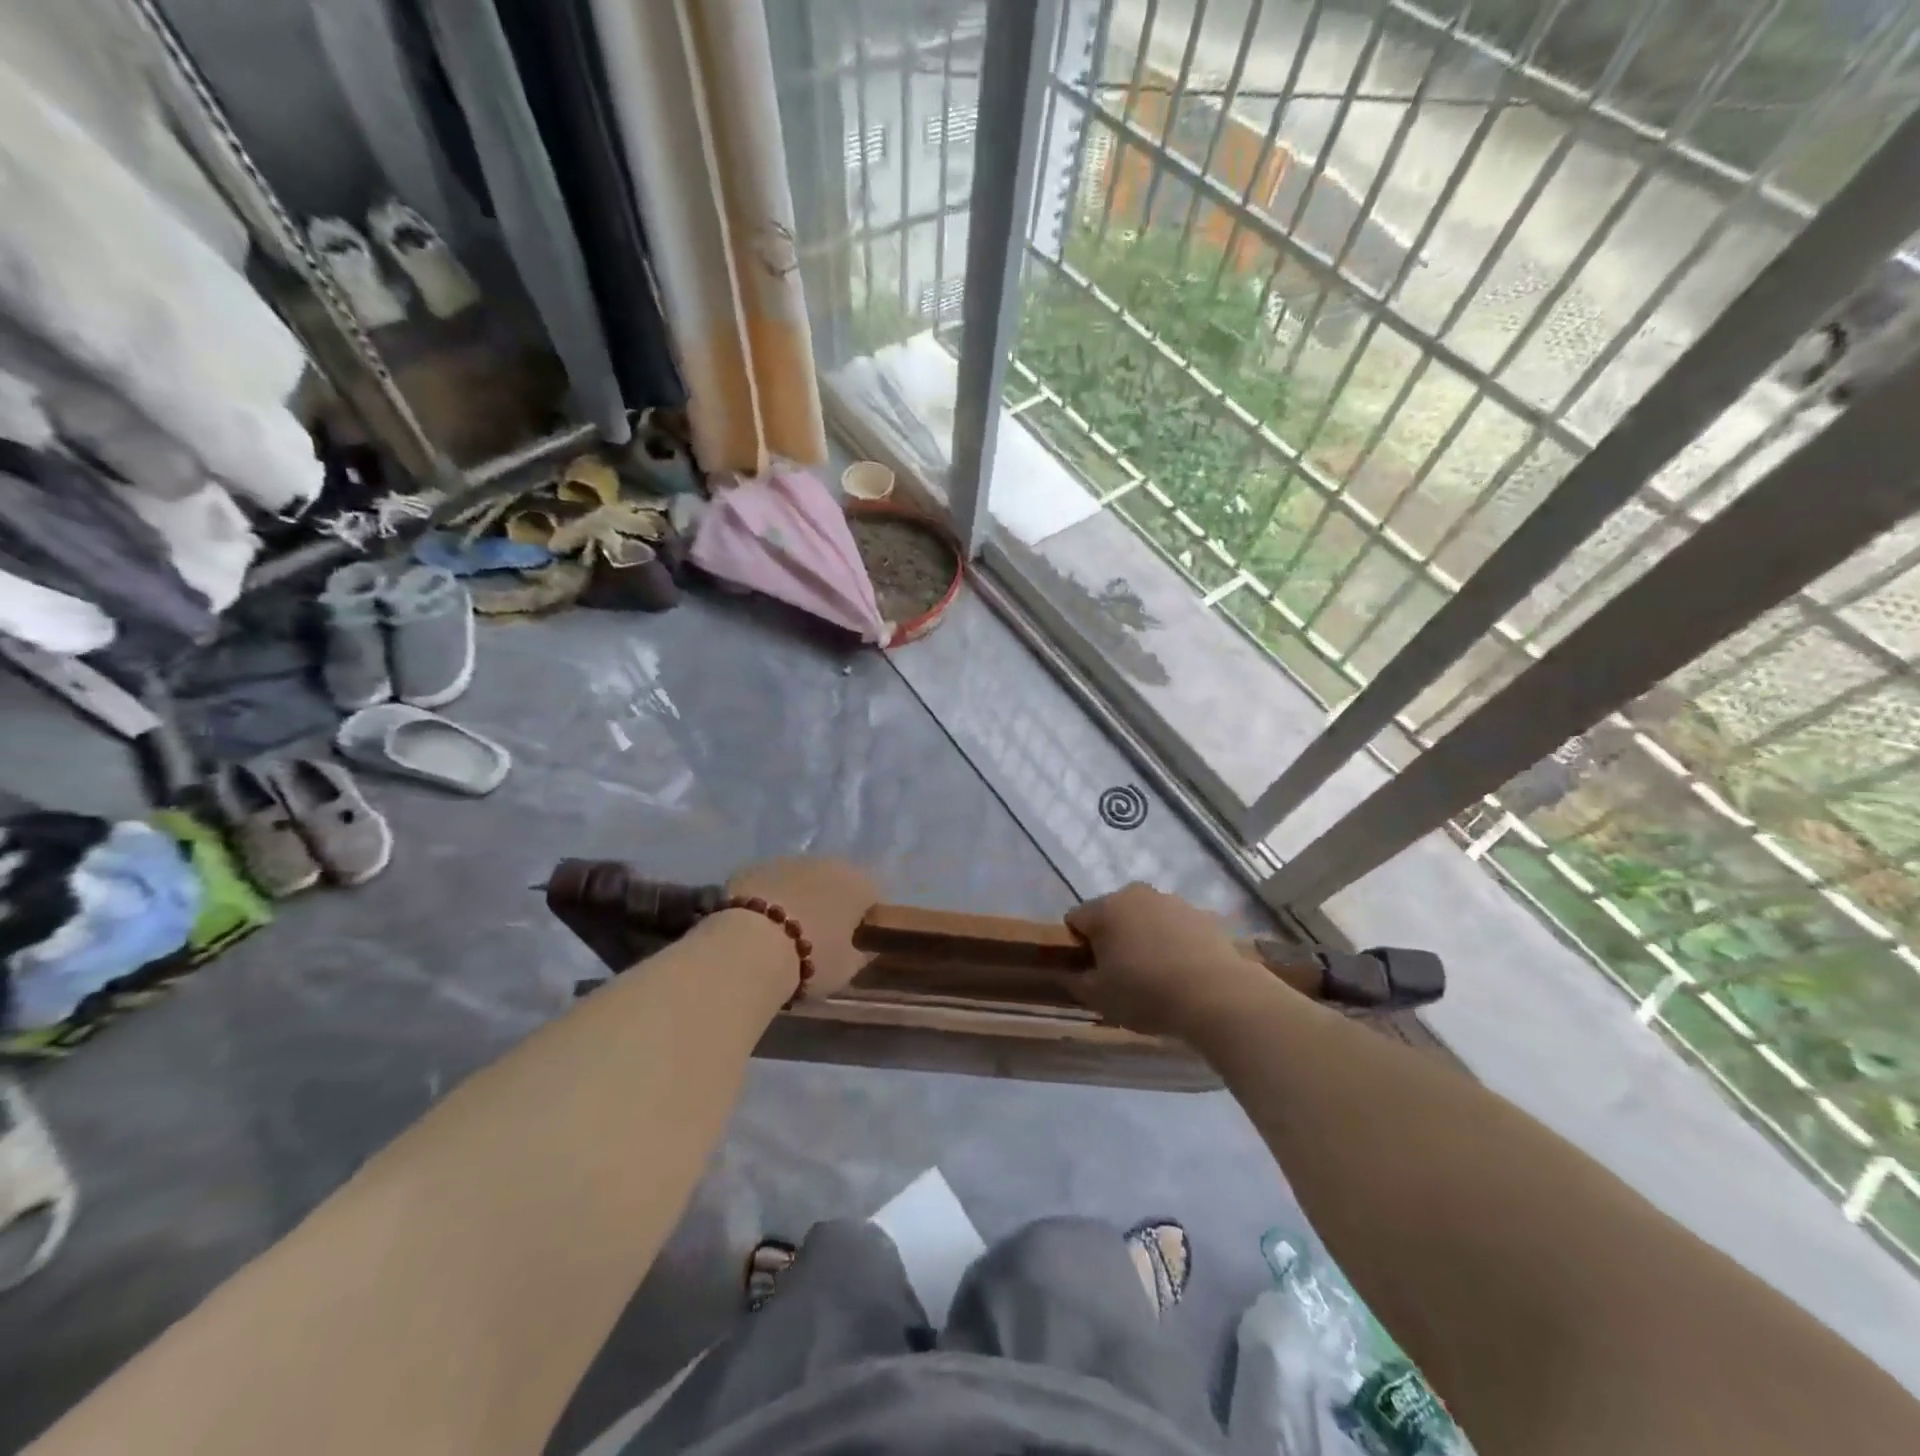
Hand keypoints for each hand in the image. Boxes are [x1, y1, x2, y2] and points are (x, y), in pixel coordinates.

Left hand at [726, 856, 877, 997]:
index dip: (864, 918)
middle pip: (836, 881)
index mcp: (857, 884)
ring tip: (781, 931)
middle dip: (830, 902)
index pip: (872, 895)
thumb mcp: (847, 968)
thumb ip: (862, 953)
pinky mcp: (754, 866)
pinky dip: (766, 896)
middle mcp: (827, 863)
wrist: (749, 948)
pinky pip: (768, 881)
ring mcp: (788, 860)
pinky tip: (754, 924)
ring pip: (800, 877)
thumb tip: (866, 946)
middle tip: (816, 935)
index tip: (852, 940)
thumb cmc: (810, 959)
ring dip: (797, 896)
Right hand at [1064, 883, 1272, 1037]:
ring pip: (1144, 918)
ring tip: (1156, 975)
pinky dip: (1171, 942)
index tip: (1090, 971)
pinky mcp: (1201, 914)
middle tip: (1121, 975)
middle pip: (1111, 914)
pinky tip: (1182, 972)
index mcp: (1105, 908)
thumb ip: (1072, 980)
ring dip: (1143, 938)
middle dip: (1111, 938)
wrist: (1217, 995)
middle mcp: (1135, 894)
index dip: (1077, 946)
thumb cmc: (1146, 993)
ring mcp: (1171, 901)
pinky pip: (1174, 927)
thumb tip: (1063, 971)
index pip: (1075, 919)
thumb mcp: (1098, 997)